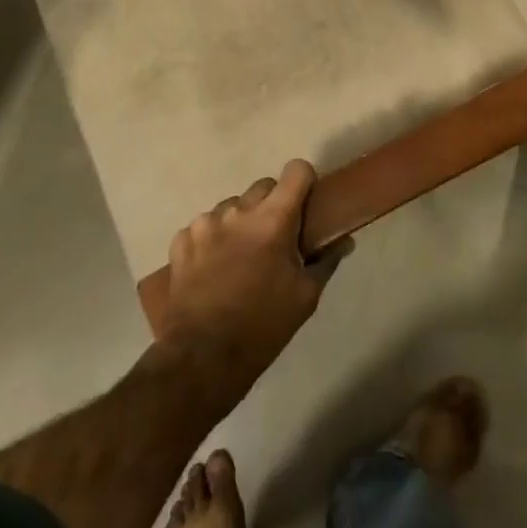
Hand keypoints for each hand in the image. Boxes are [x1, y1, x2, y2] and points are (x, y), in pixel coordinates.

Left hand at [158, 161, 347, 403]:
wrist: (203, 358)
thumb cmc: (264, 325)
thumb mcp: (305, 296)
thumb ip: (326, 260)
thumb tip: (345, 240)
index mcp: (273, 218)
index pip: (296, 170)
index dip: (304, 182)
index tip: (306, 204)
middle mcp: (237, 210)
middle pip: (263, 186)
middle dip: (273, 205)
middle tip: (275, 239)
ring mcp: (205, 223)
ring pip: (232, 206)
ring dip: (241, 222)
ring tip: (240, 258)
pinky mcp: (181, 240)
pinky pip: (204, 226)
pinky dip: (213, 240)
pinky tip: (214, 269)